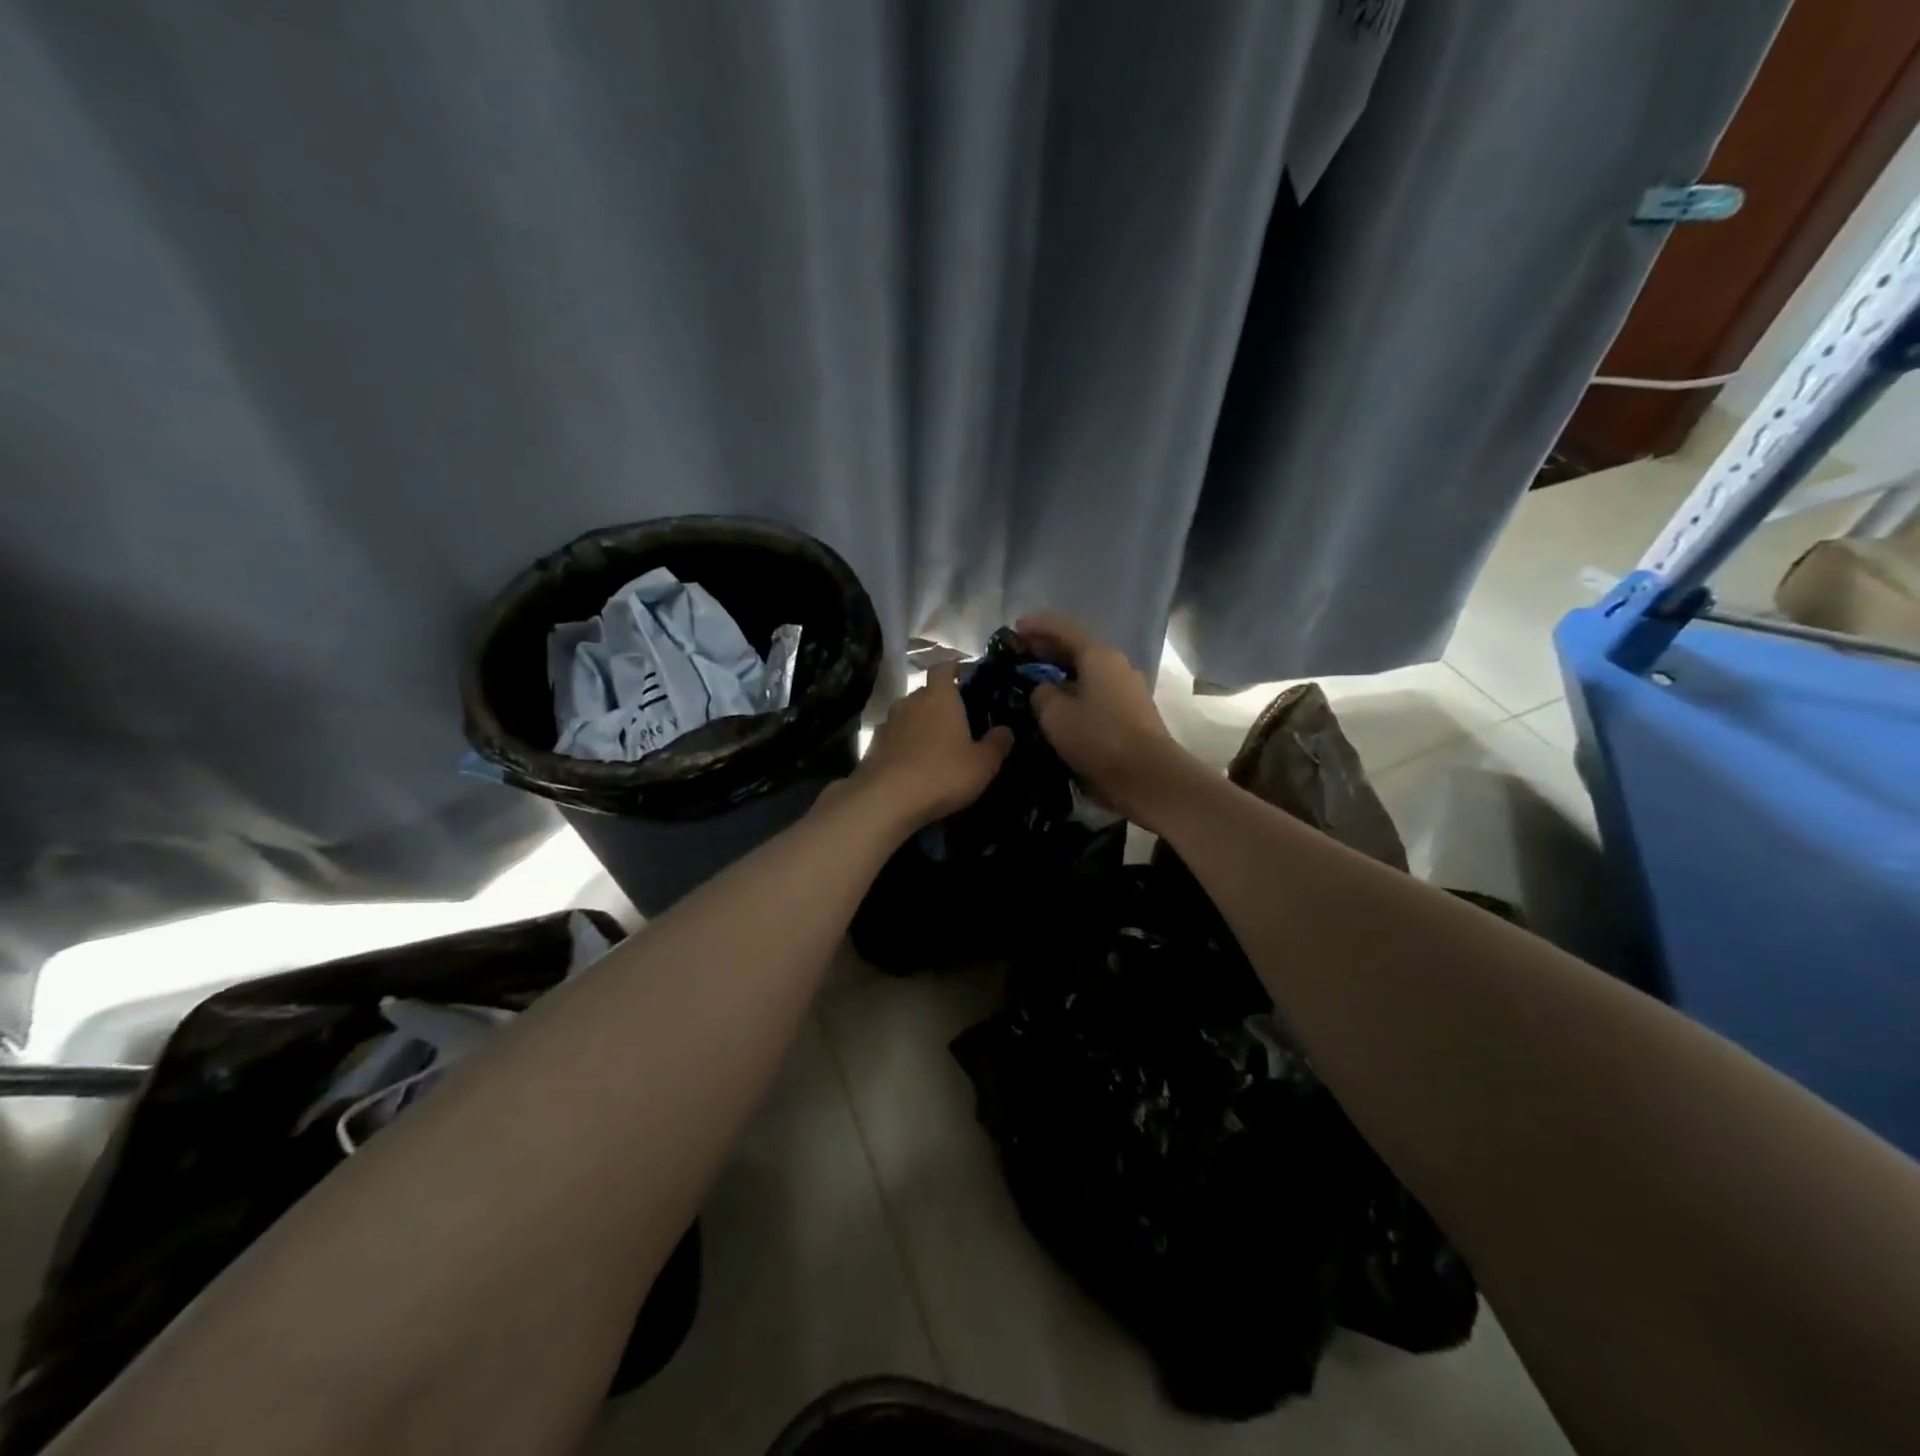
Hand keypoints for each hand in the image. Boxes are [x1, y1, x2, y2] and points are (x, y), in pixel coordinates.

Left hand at [847, 664, 1013, 831]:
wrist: (886, 799)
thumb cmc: (942, 774)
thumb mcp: (982, 764)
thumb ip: (997, 744)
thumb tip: (1005, 730)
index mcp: (940, 697)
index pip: (944, 668)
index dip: (953, 668)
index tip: (964, 675)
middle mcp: (911, 702)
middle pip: (925, 692)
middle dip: (939, 701)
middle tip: (956, 718)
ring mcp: (888, 723)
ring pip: (908, 714)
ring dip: (920, 723)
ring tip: (934, 743)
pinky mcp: (873, 746)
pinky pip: (894, 737)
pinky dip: (904, 743)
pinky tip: (913, 762)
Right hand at [1016, 612, 1189, 826]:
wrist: (1148, 777)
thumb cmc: (1098, 738)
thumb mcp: (1055, 715)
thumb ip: (1041, 694)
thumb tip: (1043, 689)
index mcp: (1099, 656)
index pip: (1063, 629)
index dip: (1037, 626)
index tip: (1014, 629)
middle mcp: (1117, 665)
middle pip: (1078, 649)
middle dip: (1048, 650)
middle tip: (1020, 657)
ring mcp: (1128, 689)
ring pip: (1087, 673)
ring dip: (1061, 674)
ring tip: (1035, 683)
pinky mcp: (1131, 713)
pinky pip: (1096, 693)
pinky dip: (1075, 692)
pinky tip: (1059, 706)